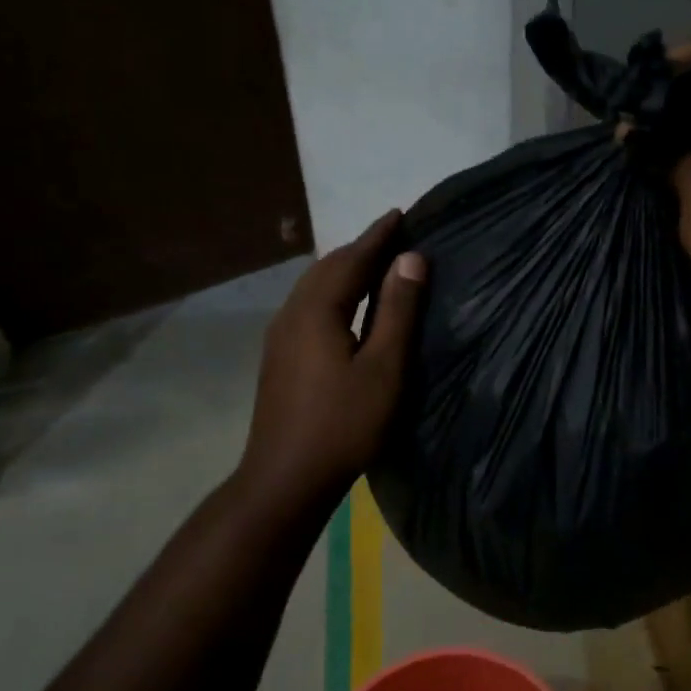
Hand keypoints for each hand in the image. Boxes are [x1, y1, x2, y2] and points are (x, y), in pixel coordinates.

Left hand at [240, 210, 426, 504]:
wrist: (286, 476)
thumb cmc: (344, 423)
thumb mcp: (384, 368)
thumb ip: (397, 311)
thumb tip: (411, 259)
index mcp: (317, 310)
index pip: (351, 259)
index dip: (378, 236)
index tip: (400, 214)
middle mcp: (292, 313)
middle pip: (327, 268)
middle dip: (360, 249)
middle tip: (392, 239)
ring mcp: (280, 337)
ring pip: (314, 288)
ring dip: (345, 271)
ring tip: (374, 266)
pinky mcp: (279, 357)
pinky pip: (309, 307)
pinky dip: (334, 293)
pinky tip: (347, 308)